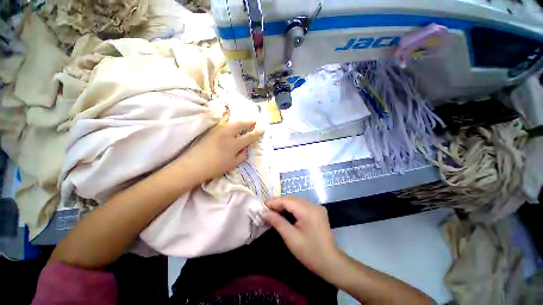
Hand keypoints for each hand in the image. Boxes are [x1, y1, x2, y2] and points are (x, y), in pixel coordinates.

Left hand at [180, 118, 262, 183]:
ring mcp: (218, 132)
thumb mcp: (232, 164)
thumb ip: (242, 155)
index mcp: (234, 144)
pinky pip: (225, 126)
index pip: (249, 137)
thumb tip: (245, 148)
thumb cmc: (215, 167)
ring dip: (240, 122)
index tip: (262, 129)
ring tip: (245, 123)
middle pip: (240, 125)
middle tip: (254, 121)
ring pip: (232, 124)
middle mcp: (227, 135)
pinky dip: (232, 125)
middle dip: (248, 122)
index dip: (256, 133)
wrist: (193, 165)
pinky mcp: (211, 132)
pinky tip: (233, 127)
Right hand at [264, 197, 342, 278]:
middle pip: (291, 200)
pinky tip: (284, 214)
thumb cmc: (310, 252)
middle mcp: (313, 204)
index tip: (262, 206)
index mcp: (307, 210)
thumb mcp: (291, 238)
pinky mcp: (317, 211)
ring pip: (296, 202)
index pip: (286, 200)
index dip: (273, 202)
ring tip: (273, 212)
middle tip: (266, 211)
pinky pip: (301, 206)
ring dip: (284, 206)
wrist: (331, 263)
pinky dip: (291, 209)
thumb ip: (277, 222)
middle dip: (278, 204)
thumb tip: (264, 213)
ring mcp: (316, 207)